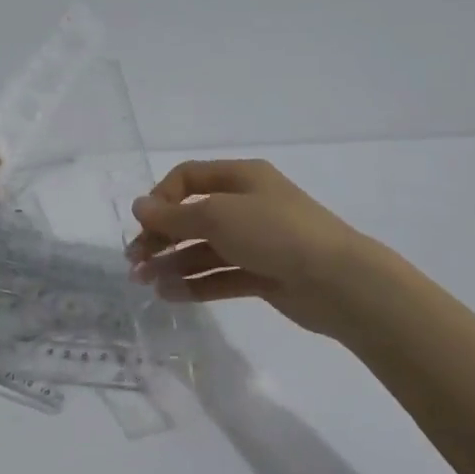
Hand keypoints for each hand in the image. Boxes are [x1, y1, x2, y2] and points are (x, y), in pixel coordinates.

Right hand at [127, 159, 373, 329]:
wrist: (339, 282)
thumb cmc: (275, 233)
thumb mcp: (218, 216)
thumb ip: (174, 216)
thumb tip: (138, 206)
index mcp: (241, 177)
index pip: (188, 178)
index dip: (161, 198)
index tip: (144, 224)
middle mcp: (248, 205)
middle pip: (193, 216)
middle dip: (161, 237)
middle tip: (135, 262)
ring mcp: (257, 241)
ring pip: (205, 249)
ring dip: (173, 264)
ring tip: (146, 284)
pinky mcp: (264, 275)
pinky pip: (222, 276)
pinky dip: (196, 284)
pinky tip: (170, 295)